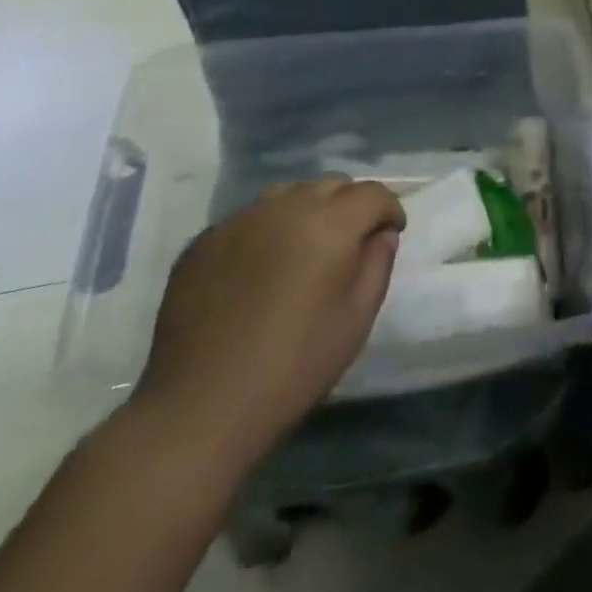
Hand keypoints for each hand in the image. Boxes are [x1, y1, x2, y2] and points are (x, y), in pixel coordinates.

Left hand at [133, 178, 404, 468]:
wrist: (200, 407)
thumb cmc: (295, 365)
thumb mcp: (357, 317)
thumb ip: (378, 263)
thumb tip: (380, 234)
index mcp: (330, 222)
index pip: (372, 193)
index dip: (389, 210)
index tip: (391, 233)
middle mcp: (285, 207)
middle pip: (330, 185)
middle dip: (349, 205)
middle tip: (350, 242)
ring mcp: (239, 220)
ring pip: (287, 195)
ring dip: (306, 211)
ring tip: (304, 250)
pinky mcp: (203, 242)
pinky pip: (248, 220)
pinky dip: (266, 231)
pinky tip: (260, 270)